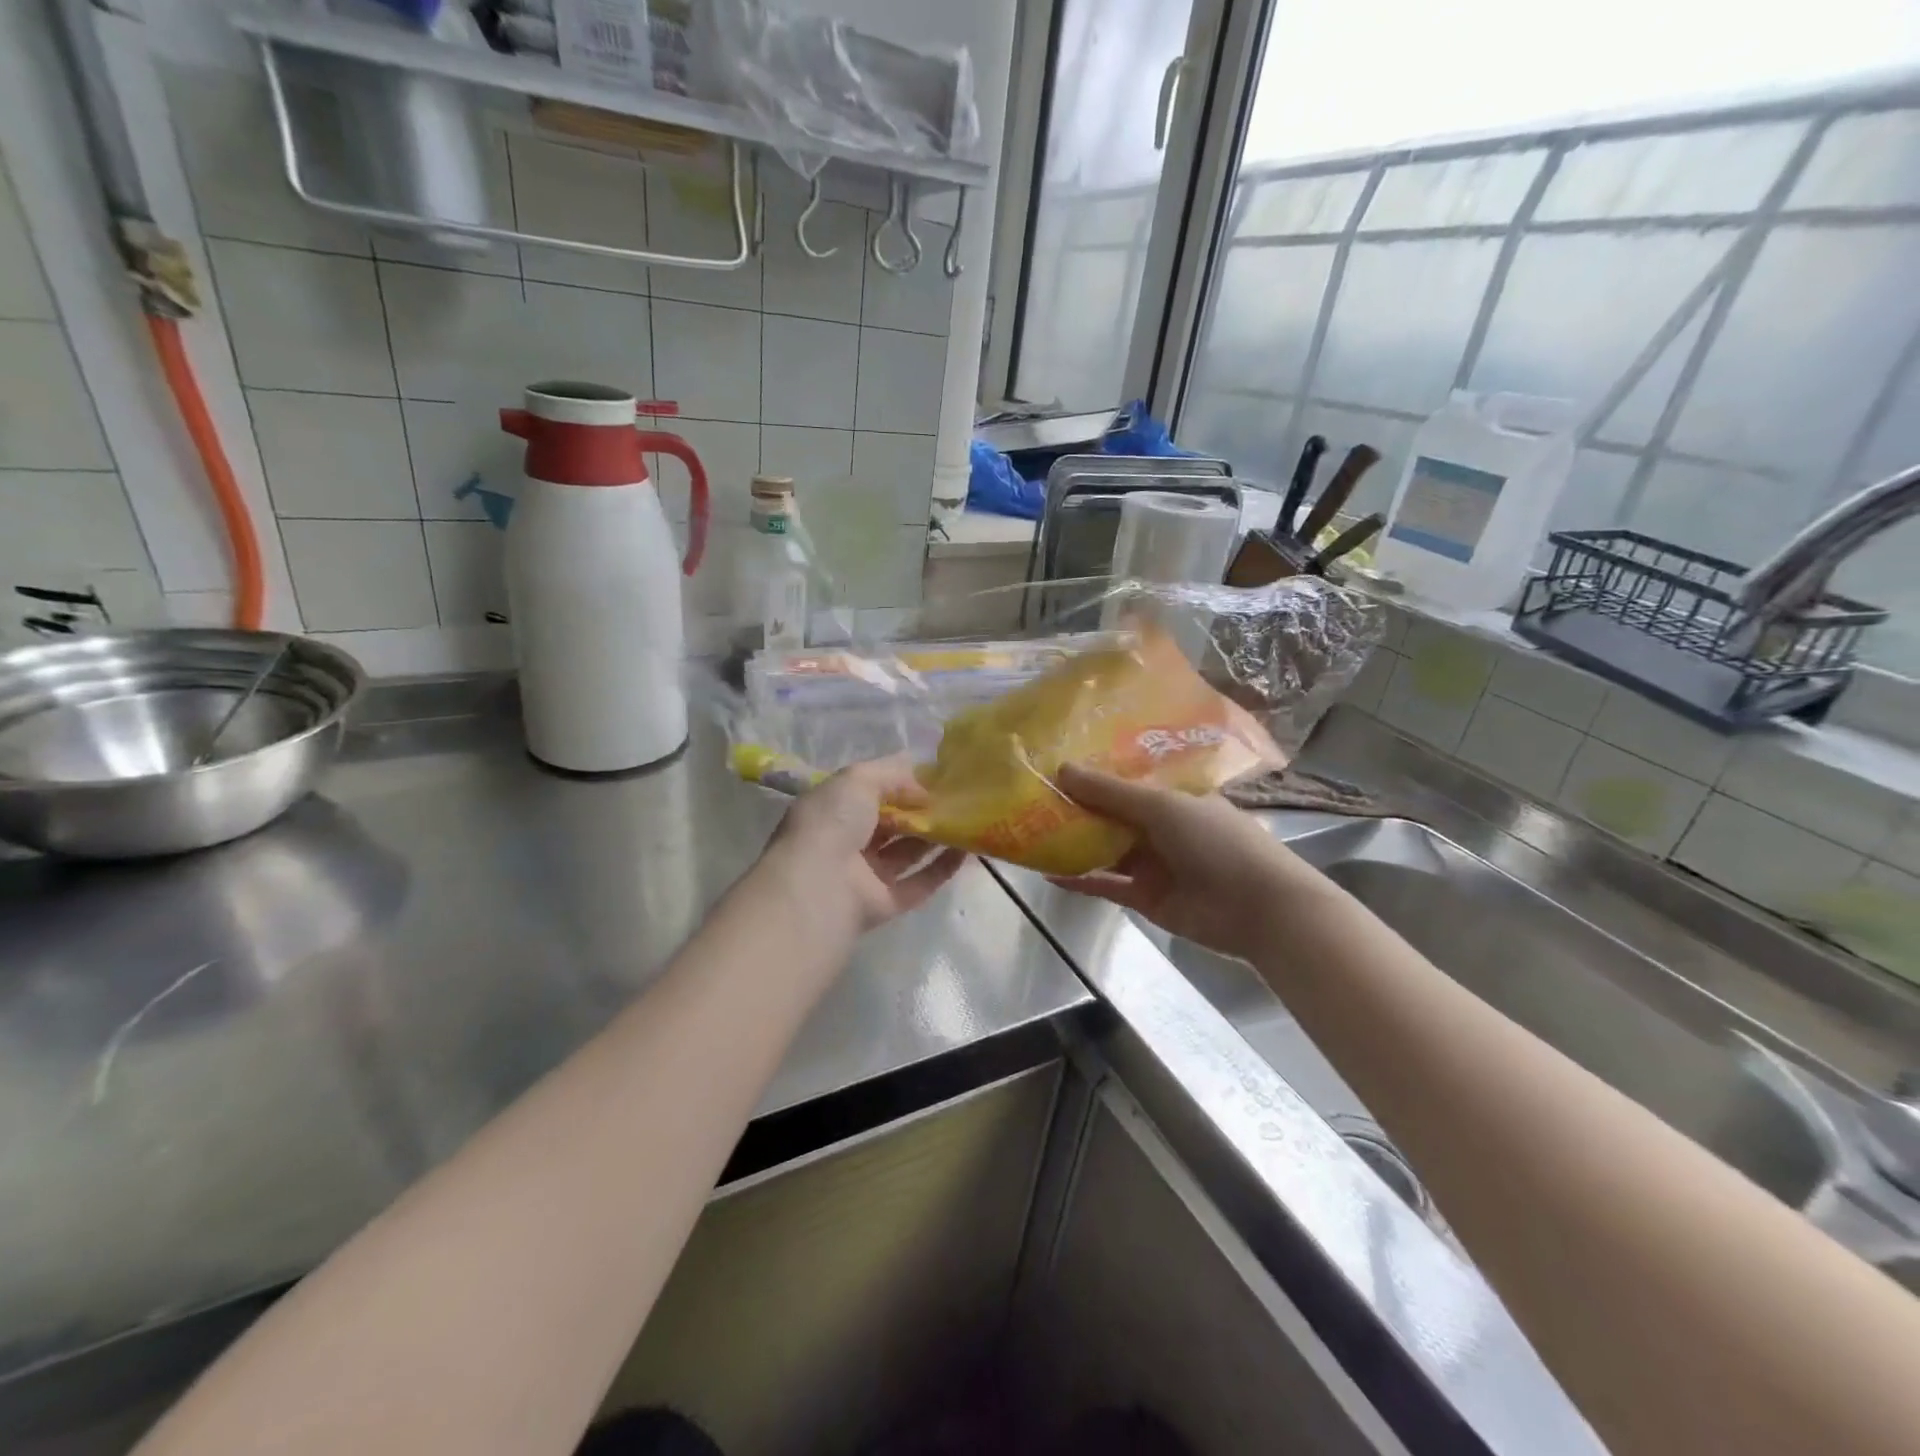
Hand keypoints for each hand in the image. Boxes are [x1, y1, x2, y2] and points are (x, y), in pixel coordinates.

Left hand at [762, 758, 968, 932]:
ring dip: (935, 837)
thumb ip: (893, 775)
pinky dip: (942, 868)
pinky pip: (919, 883)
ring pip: (906, 853)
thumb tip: (924, 788)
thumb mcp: (859, 779)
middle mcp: (846, 842)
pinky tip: (966, 850)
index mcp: (832, 810)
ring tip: (967, 819)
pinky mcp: (885, 904)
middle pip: (890, 824)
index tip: (935, 775)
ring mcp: (865, 875)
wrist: (819, 887)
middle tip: (956, 797)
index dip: (899, 783)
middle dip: (920, 810)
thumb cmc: (832, 822)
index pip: (869, 792)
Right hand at [1048, 763, 1317, 961]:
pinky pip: (1106, 885)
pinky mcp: (1145, 897)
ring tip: (1029, 832)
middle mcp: (1160, 827)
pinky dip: (1080, 880)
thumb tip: (1061, 769)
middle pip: (1110, 815)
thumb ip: (1110, 792)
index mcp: (1172, 796)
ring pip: (1104, 850)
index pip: (1126, 780)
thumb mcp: (1161, 807)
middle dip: (1075, 808)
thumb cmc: (1215, 841)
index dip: (1093, 773)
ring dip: (1073, 844)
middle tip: (1029, 798)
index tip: (1053, 764)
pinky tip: (1047, 873)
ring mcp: (1152, 863)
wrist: (1258, 908)